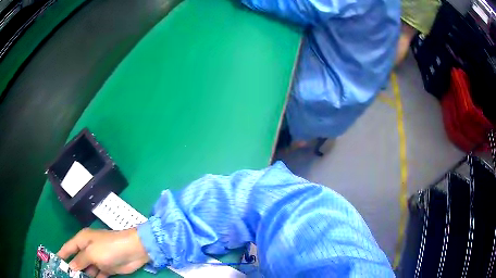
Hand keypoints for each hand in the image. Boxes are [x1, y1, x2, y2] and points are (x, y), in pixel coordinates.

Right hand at [57, 228, 149, 277]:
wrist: (133, 251)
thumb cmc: (108, 248)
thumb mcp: (91, 253)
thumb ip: (80, 260)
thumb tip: (70, 267)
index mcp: (82, 240)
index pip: (68, 247)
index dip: (62, 254)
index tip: (56, 262)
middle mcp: (88, 249)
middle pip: (78, 260)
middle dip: (73, 268)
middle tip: (67, 277)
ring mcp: (98, 259)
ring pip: (88, 269)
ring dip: (84, 276)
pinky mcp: (107, 268)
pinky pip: (98, 274)